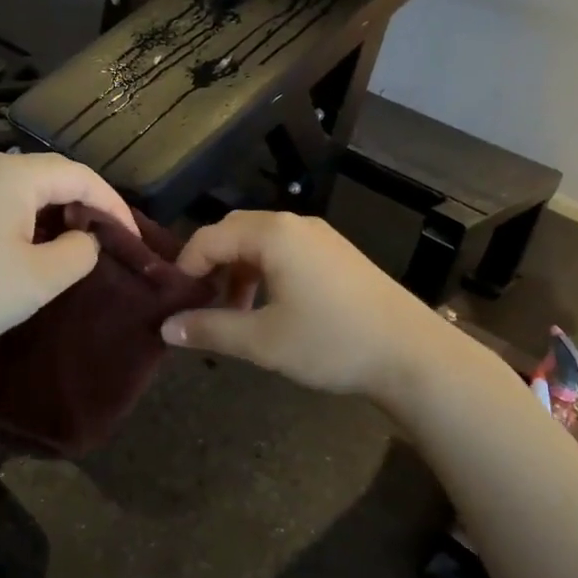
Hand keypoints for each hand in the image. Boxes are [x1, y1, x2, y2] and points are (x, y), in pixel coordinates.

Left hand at [0, 153, 136, 358]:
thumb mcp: (42, 277)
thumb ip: (80, 251)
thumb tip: (85, 238)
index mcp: (16, 175)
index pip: (81, 176)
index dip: (114, 205)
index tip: (134, 239)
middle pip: (56, 175)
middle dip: (89, 203)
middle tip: (113, 238)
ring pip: (31, 188)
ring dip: (61, 211)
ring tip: (83, 243)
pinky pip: (8, 202)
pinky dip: (34, 218)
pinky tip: (41, 247)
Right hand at [161, 211, 441, 399]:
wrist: (412, 354)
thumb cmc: (331, 342)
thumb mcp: (262, 341)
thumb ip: (210, 329)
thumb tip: (165, 329)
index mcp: (273, 234)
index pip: (209, 237)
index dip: (185, 267)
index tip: (173, 301)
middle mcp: (295, 224)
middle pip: (235, 233)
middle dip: (211, 266)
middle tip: (199, 304)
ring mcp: (321, 237)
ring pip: (261, 243)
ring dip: (238, 272)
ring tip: (234, 314)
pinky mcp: (338, 254)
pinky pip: (286, 252)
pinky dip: (265, 274)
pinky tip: (269, 310)